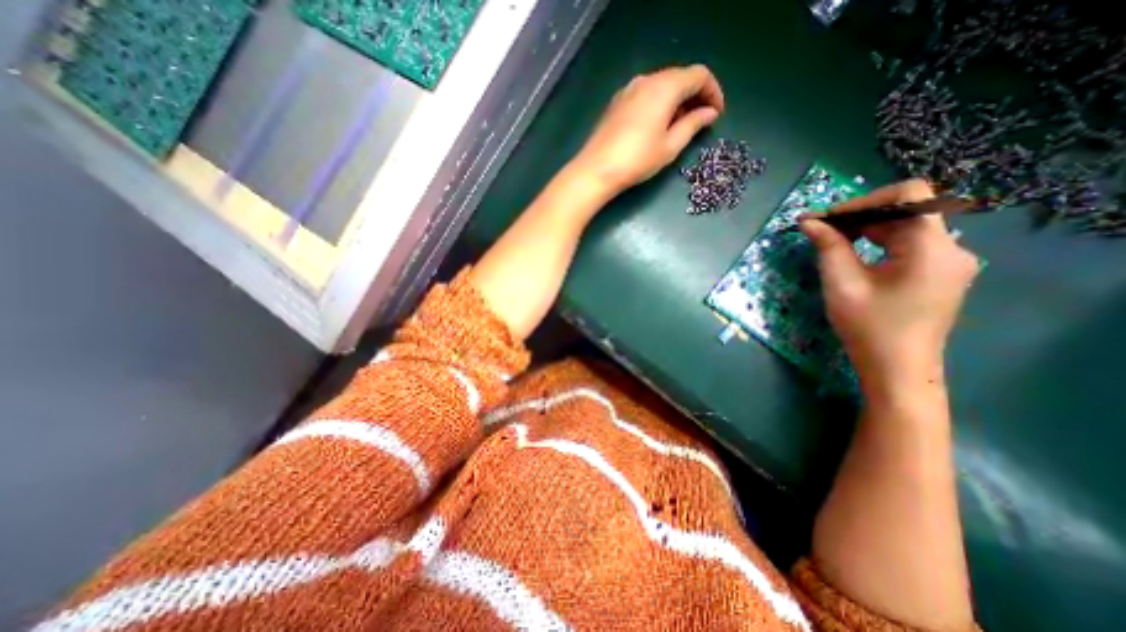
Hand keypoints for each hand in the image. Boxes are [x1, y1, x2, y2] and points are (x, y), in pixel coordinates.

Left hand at [568, 65, 726, 193]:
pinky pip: (645, 94)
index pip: (698, 75)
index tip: (716, 114)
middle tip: (701, 121)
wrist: (596, 170)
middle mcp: (646, 80)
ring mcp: (628, 90)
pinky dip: (659, 104)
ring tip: (680, 126)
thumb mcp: (670, 146)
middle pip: (679, 77)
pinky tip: (658, 125)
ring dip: (676, 100)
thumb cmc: (637, 160)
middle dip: (695, 96)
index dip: (713, 92)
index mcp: (664, 87)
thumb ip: (693, 125)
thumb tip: (709, 113)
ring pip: (661, 86)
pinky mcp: (617, 103)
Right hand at [800, 180, 977, 392]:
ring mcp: (948, 261)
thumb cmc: (868, 327)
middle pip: (906, 210)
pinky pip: (907, 244)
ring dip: (866, 228)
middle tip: (819, 229)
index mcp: (932, 248)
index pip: (908, 195)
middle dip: (859, 215)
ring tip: (830, 240)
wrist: (897, 368)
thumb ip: (828, 247)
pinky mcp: (938, 273)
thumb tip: (809, 221)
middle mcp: (950, 248)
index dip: (863, 200)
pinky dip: (877, 242)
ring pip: (905, 226)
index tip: (827, 219)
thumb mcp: (842, 284)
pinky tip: (852, 254)